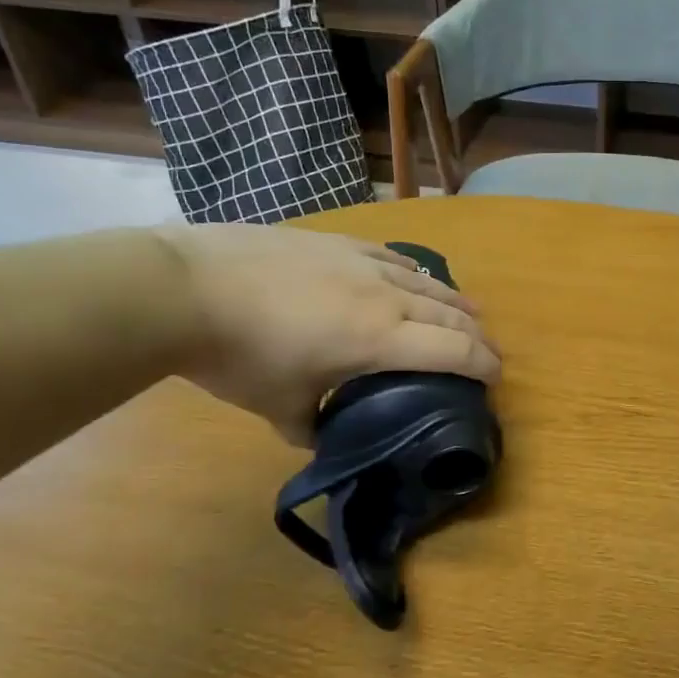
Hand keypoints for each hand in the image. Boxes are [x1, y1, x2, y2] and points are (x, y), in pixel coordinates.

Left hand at [158, 226, 498, 444]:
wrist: (183, 288)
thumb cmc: (237, 355)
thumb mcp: (277, 407)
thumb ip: (311, 425)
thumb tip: (321, 434)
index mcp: (379, 339)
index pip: (453, 350)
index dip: (483, 365)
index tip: (495, 379)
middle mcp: (385, 297)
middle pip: (450, 314)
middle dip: (477, 335)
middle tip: (488, 352)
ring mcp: (362, 263)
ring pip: (427, 282)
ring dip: (454, 302)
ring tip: (469, 313)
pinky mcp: (337, 243)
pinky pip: (393, 258)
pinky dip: (415, 274)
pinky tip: (414, 277)